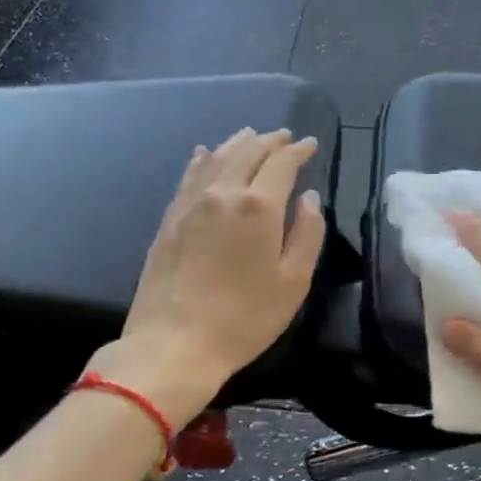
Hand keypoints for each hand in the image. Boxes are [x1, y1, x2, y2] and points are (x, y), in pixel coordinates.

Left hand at [96, 128, 327, 428]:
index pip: (282, 163)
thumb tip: (310, 198)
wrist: (174, 344)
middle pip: (248, 152)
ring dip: (238, 143)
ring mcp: (191, 203)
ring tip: (252, 136)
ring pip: (217, 158)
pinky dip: (203, 159)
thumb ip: (308, 233)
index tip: (310, 144)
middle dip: (270, 141)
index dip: (299, 150)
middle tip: (285, 137)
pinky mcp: (169, 219)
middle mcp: (223, 193)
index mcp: (259, 206)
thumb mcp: (293, 282)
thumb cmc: (245, 318)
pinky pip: (189, 176)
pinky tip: (205, 154)